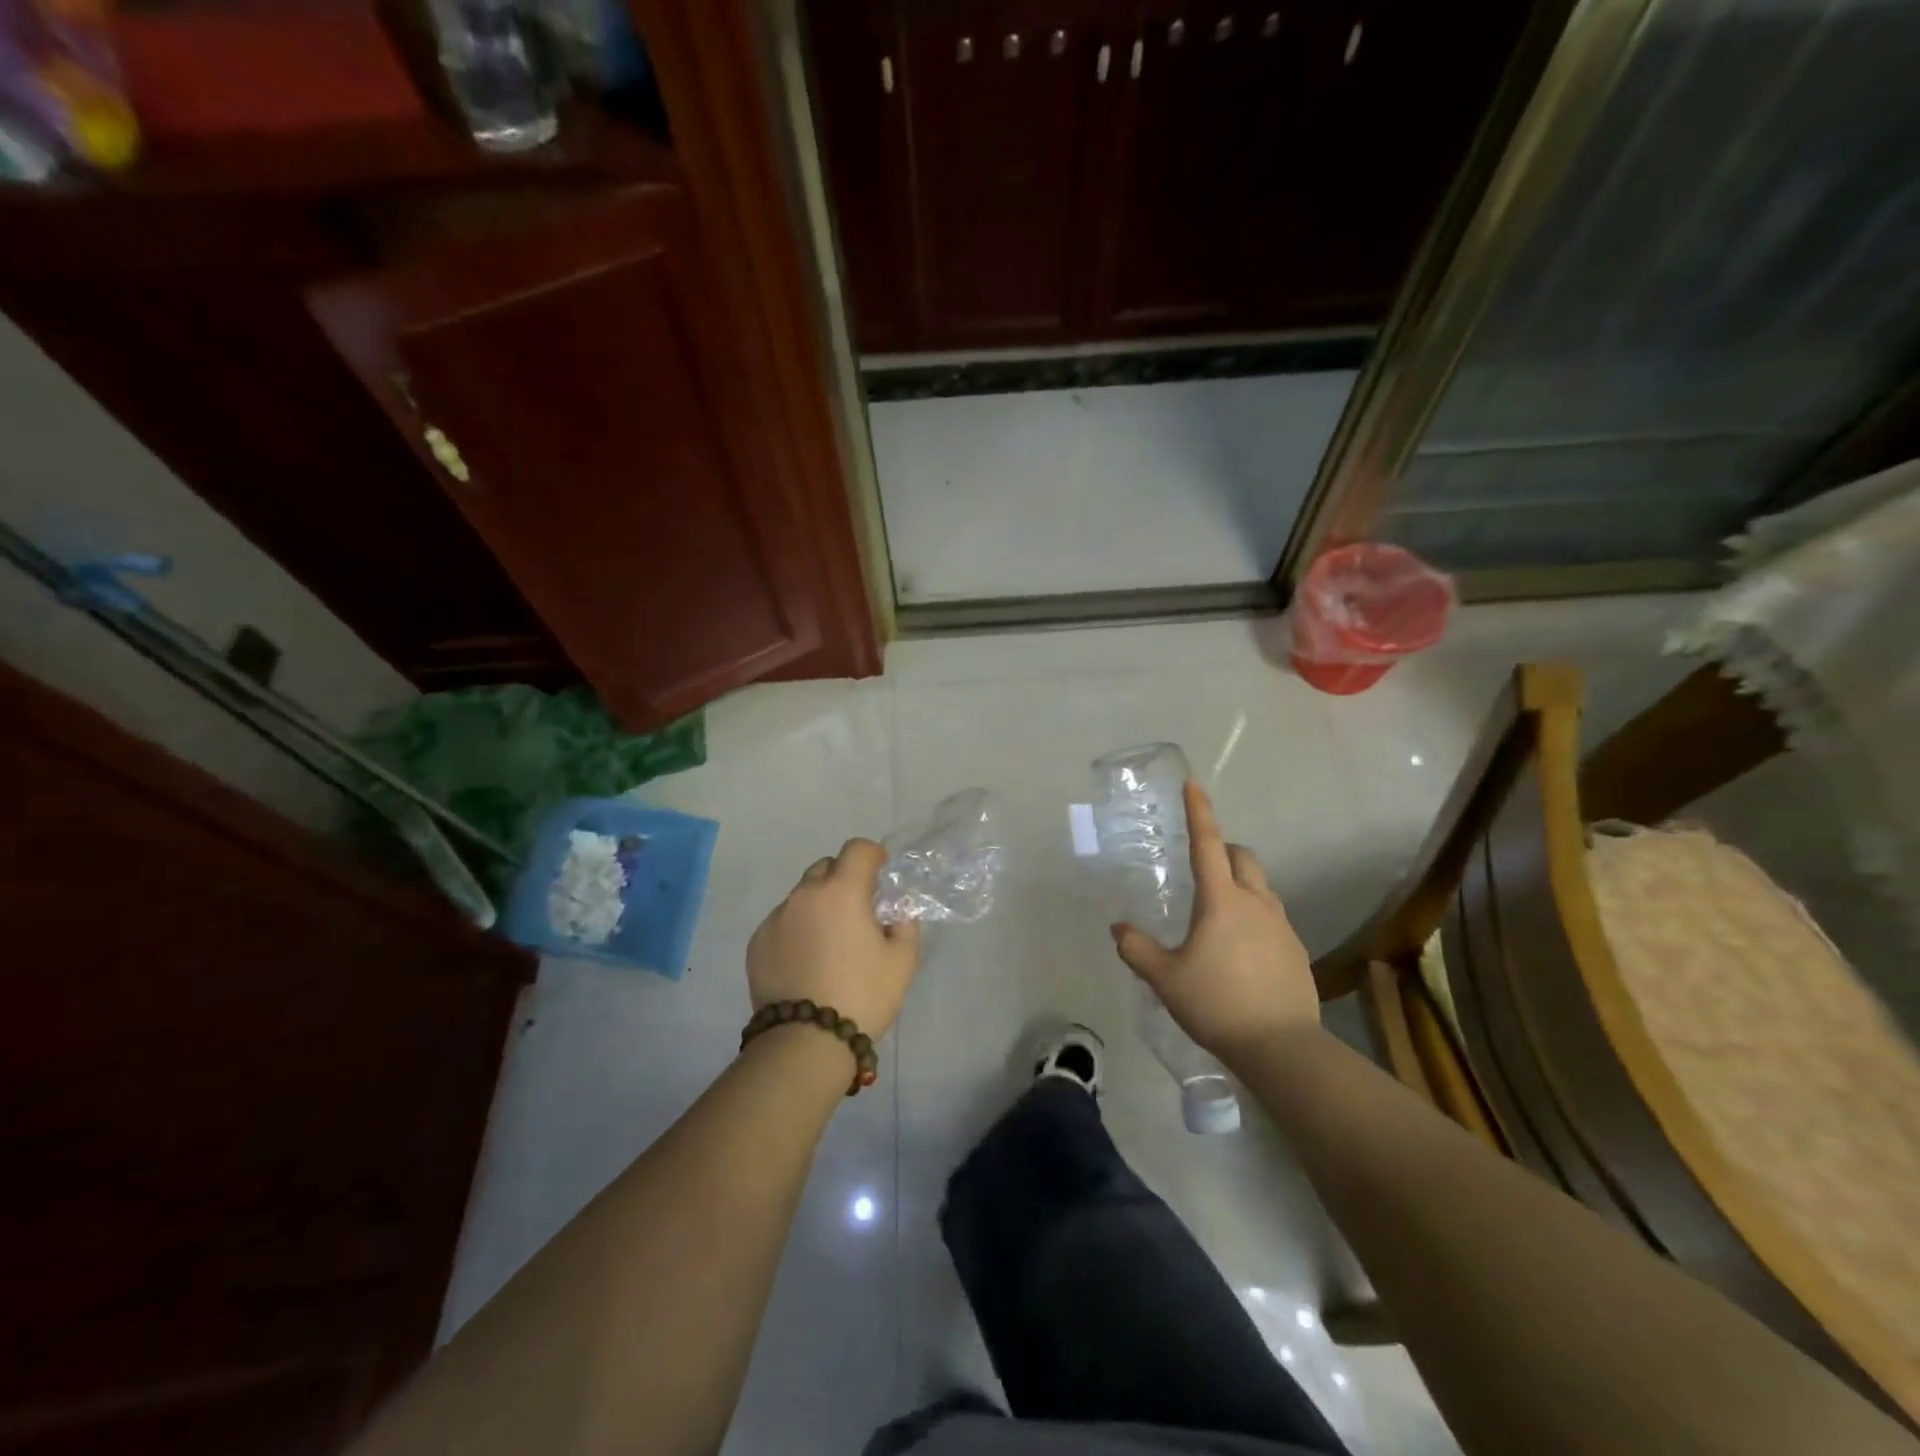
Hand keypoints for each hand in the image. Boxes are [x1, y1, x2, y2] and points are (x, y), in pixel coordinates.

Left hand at [746, 840, 920, 1037]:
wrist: (806, 1042)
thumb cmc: (863, 996)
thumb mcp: (902, 961)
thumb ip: (904, 926)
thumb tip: (895, 914)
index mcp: (842, 891)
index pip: (857, 849)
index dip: (872, 855)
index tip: (880, 873)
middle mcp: (804, 895)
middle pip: (826, 867)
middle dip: (843, 879)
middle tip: (856, 911)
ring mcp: (776, 918)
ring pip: (801, 896)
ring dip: (818, 905)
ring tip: (829, 942)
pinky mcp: (757, 943)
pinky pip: (782, 922)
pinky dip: (797, 929)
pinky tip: (806, 962)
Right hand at [1111, 781, 1317, 1065]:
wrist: (1282, 1047)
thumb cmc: (1217, 1004)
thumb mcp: (1165, 979)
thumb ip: (1137, 949)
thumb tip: (1118, 929)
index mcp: (1221, 900)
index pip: (1207, 844)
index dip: (1199, 812)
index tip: (1193, 784)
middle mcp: (1255, 902)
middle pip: (1243, 857)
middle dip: (1224, 850)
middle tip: (1202, 865)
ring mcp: (1281, 925)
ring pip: (1261, 885)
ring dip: (1241, 883)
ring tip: (1219, 911)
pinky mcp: (1295, 949)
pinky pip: (1272, 915)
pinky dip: (1254, 915)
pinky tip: (1241, 949)